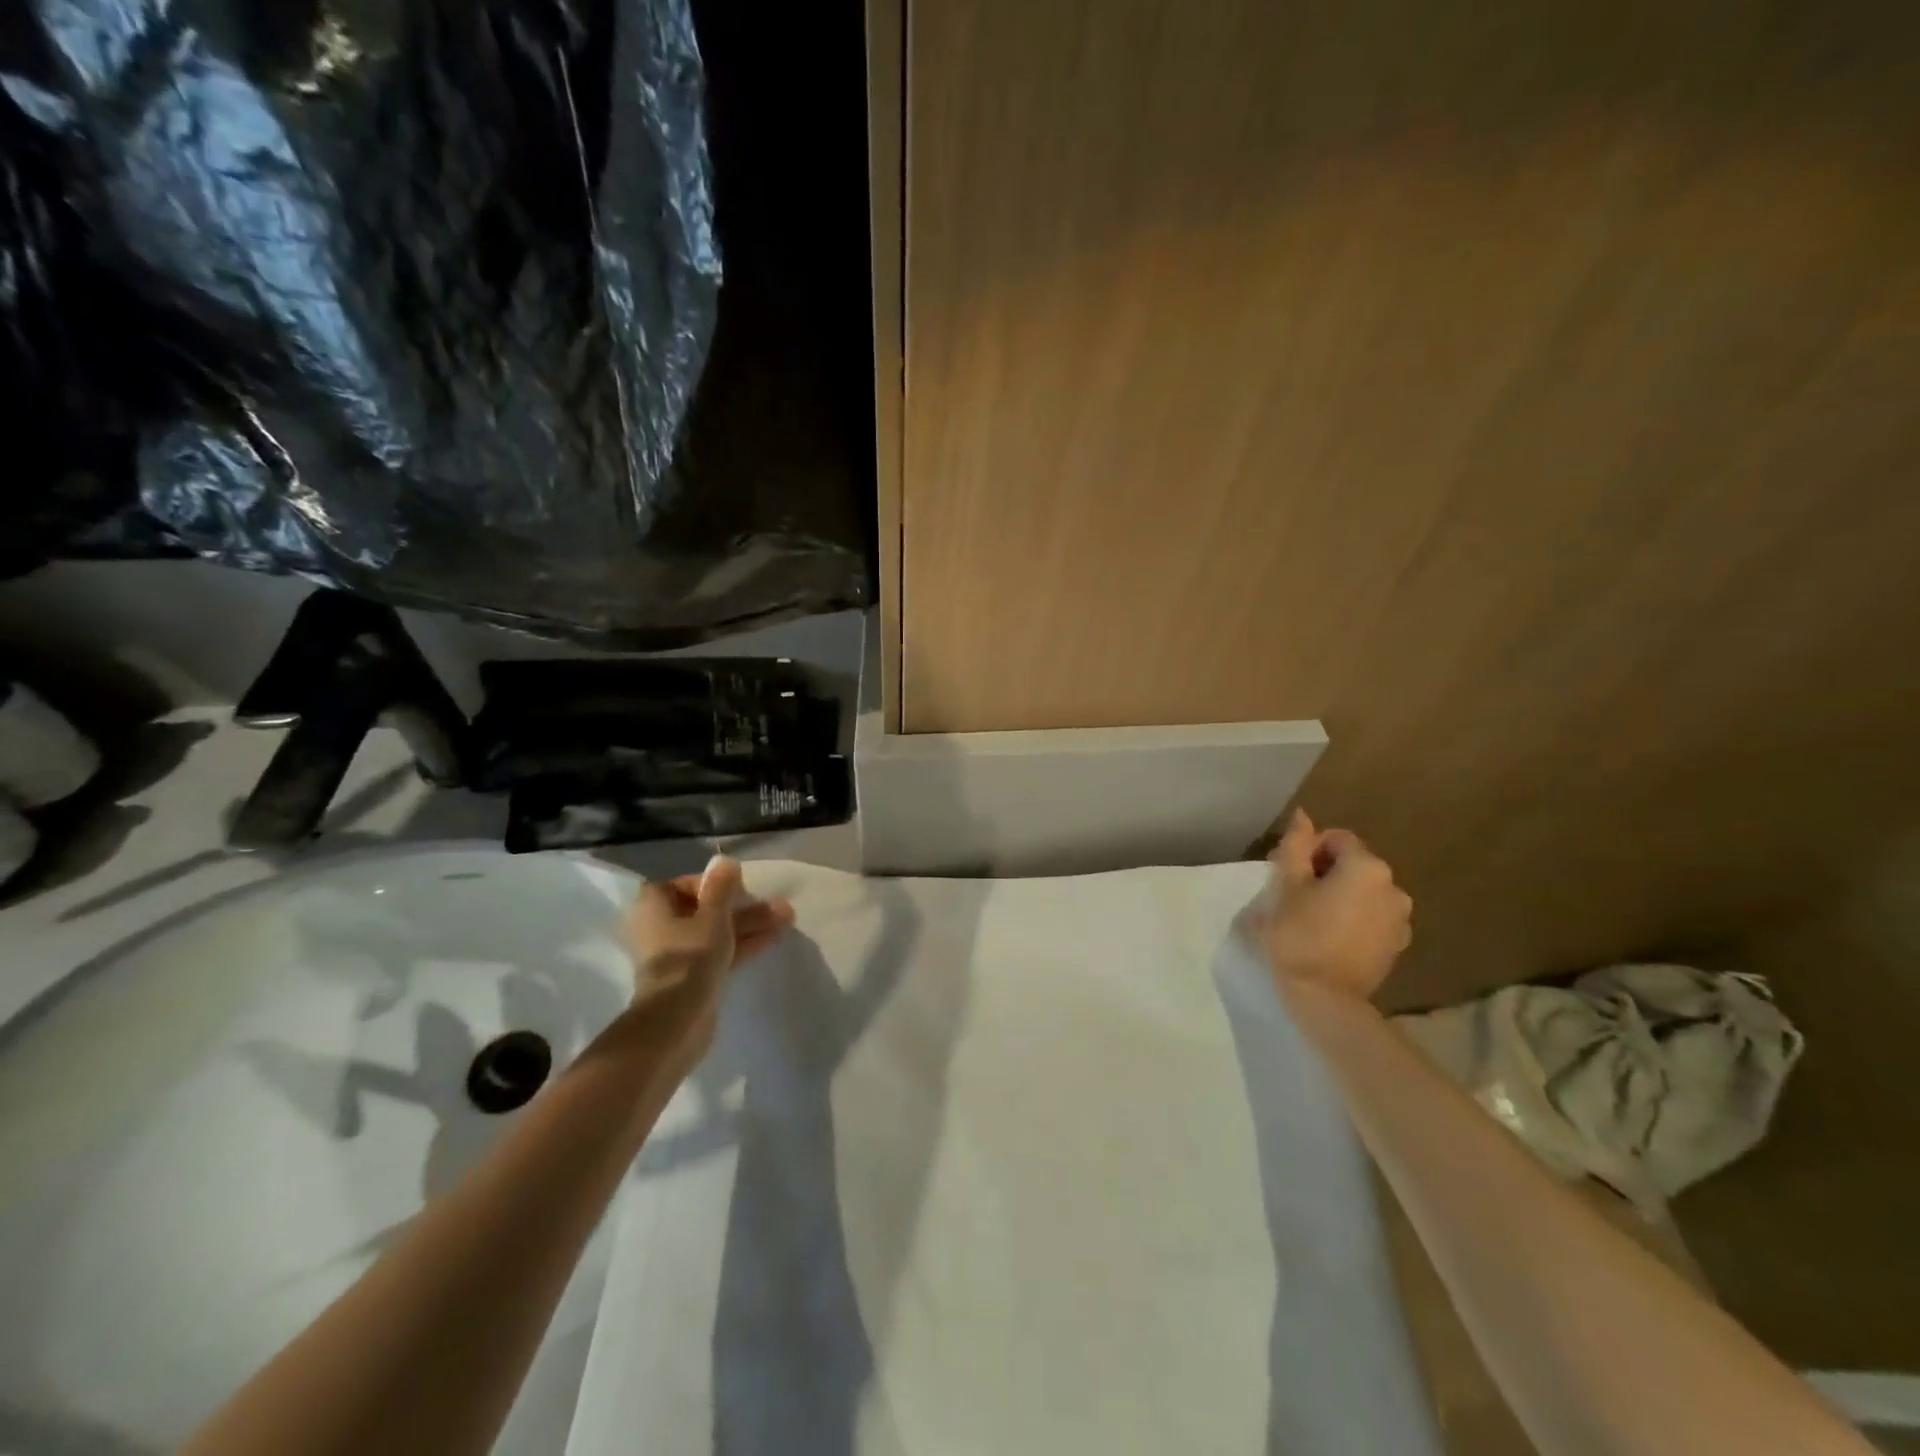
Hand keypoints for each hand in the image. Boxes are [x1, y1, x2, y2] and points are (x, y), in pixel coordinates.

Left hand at [624, 855, 794, 1064]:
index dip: (710, 883)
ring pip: (717, 932)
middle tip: (776, 903)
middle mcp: (661, 929)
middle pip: (705, 909)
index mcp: (654, 908)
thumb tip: (724, 860)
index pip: (681, 885)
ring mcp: (679, 956)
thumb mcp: (712, 916)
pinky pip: (721, 952)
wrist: (677, 1022)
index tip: (737, 886)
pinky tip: (774, 937)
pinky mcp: (693, 978)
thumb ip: (721, 887)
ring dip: (749, 924)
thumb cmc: (690, 958)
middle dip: (741, 906)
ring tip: (787, 917)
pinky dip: (743, 944)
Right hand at [1251, 810, 1411, 1003]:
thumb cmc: (1298, 936)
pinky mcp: (1398, 943)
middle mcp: (1394, 886)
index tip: (1289, 879)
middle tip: (1297, 900)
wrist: (1326, 999)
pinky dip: (1355, 918)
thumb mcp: (1286, 887)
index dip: (1308, 853)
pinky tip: (1333, 939)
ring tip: (1314, 921)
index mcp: (1367, 867)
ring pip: (1363, 891)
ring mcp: (1401, 917)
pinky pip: (1373, 916)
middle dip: (1325, 874)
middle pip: (1352, 863)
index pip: (1335, 839)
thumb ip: (1295, 846)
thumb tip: (1303, 816)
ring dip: (1341, 896)